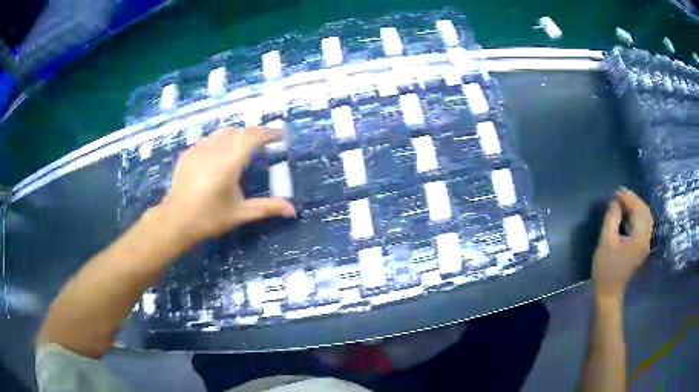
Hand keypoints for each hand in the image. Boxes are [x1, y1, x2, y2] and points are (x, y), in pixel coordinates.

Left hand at [157, 127, 295, 243]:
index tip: (282, 136)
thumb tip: (292, 210)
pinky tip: (220, 156)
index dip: (269, 133)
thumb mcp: (240, 213)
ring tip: (243, 149)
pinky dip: (221, 142)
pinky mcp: (188, 153)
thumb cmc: (209, 218)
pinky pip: (209, 139)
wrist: (176, 220)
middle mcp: (213, 150)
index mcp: (228, 164)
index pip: (252, 137)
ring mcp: (198, 149)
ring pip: (223, 132)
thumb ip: (267, 208)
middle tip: (264, 146)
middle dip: (254, 135)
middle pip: (239, 131)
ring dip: (237, 136)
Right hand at [592, 188, 652, 301]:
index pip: (639, 210)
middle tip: (620, 195)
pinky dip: (637, 216)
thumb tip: (615, 202)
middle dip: (634, 200)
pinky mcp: (642, 248)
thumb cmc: (605, 269)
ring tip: (623, 203)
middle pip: (645, 212)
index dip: (629, 198)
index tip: (616, 192)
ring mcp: (645, 244)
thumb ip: (612, 218)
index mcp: (639, 237)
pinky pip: (643, 225)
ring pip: (645, 218)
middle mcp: (646, 239)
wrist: (608, 293)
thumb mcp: (606, 241)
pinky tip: (628, 215)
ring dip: (636, 207)